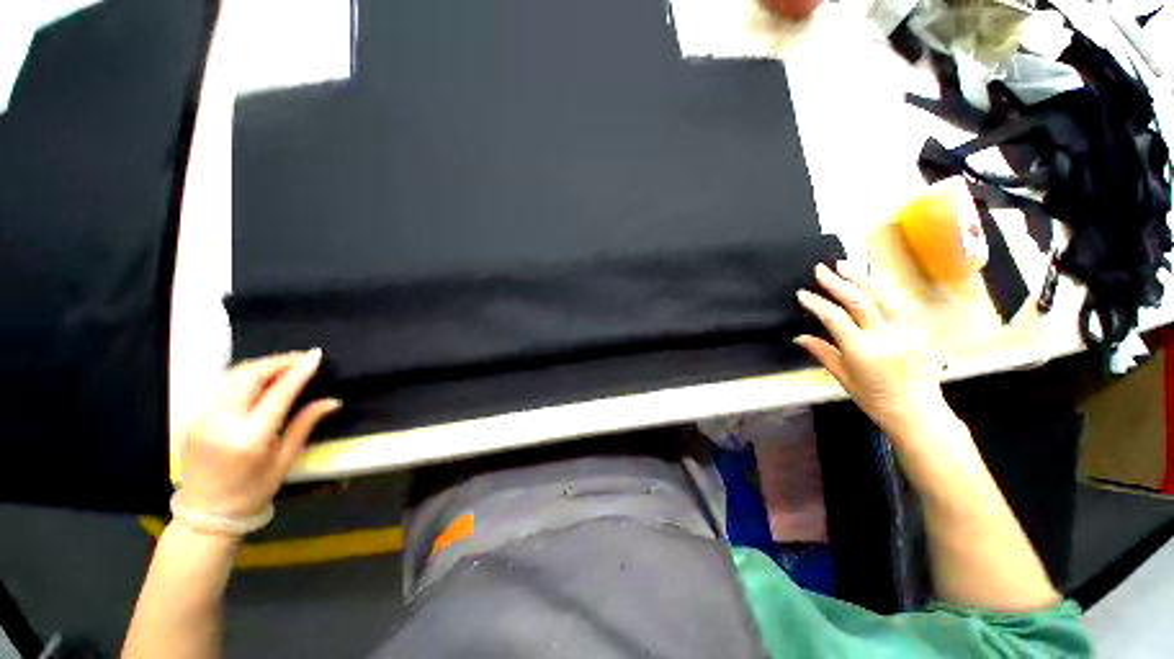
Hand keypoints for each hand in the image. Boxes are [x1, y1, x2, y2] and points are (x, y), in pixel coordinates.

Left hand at [177, 349, 340, 518]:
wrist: (206, 512)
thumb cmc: (254, 489)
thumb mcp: (286, 458)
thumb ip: (306, 424)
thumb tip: (333, 401)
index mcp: (249, 438)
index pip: (278, 393)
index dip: (298, 370)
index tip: (316, 355)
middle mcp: (221, 423)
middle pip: (249, 376)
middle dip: (278, 362)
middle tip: (301, 358)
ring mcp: (200, 418)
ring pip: (231, 376)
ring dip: (260, 365)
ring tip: (283, 365)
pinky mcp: (192, 417)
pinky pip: (220, 385)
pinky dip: (243, 375)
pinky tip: (258, 378)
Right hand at [794, 263, 949, 439]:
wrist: (919, 413)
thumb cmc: (875, 400)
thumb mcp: (843, 379)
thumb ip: (822, 353)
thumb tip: (799, 337)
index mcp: (863, 351)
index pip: (834, 318)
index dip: (816, 303)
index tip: (802, 294)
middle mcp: (885, 336)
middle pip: (858, 301)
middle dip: (837, 282)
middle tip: (821, 269)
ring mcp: (905, 331)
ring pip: (882, 296)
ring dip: (861, 278)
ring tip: (845, 265)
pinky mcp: (918, 330)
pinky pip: (898, 303)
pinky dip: (882, 289)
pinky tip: (872, 280)